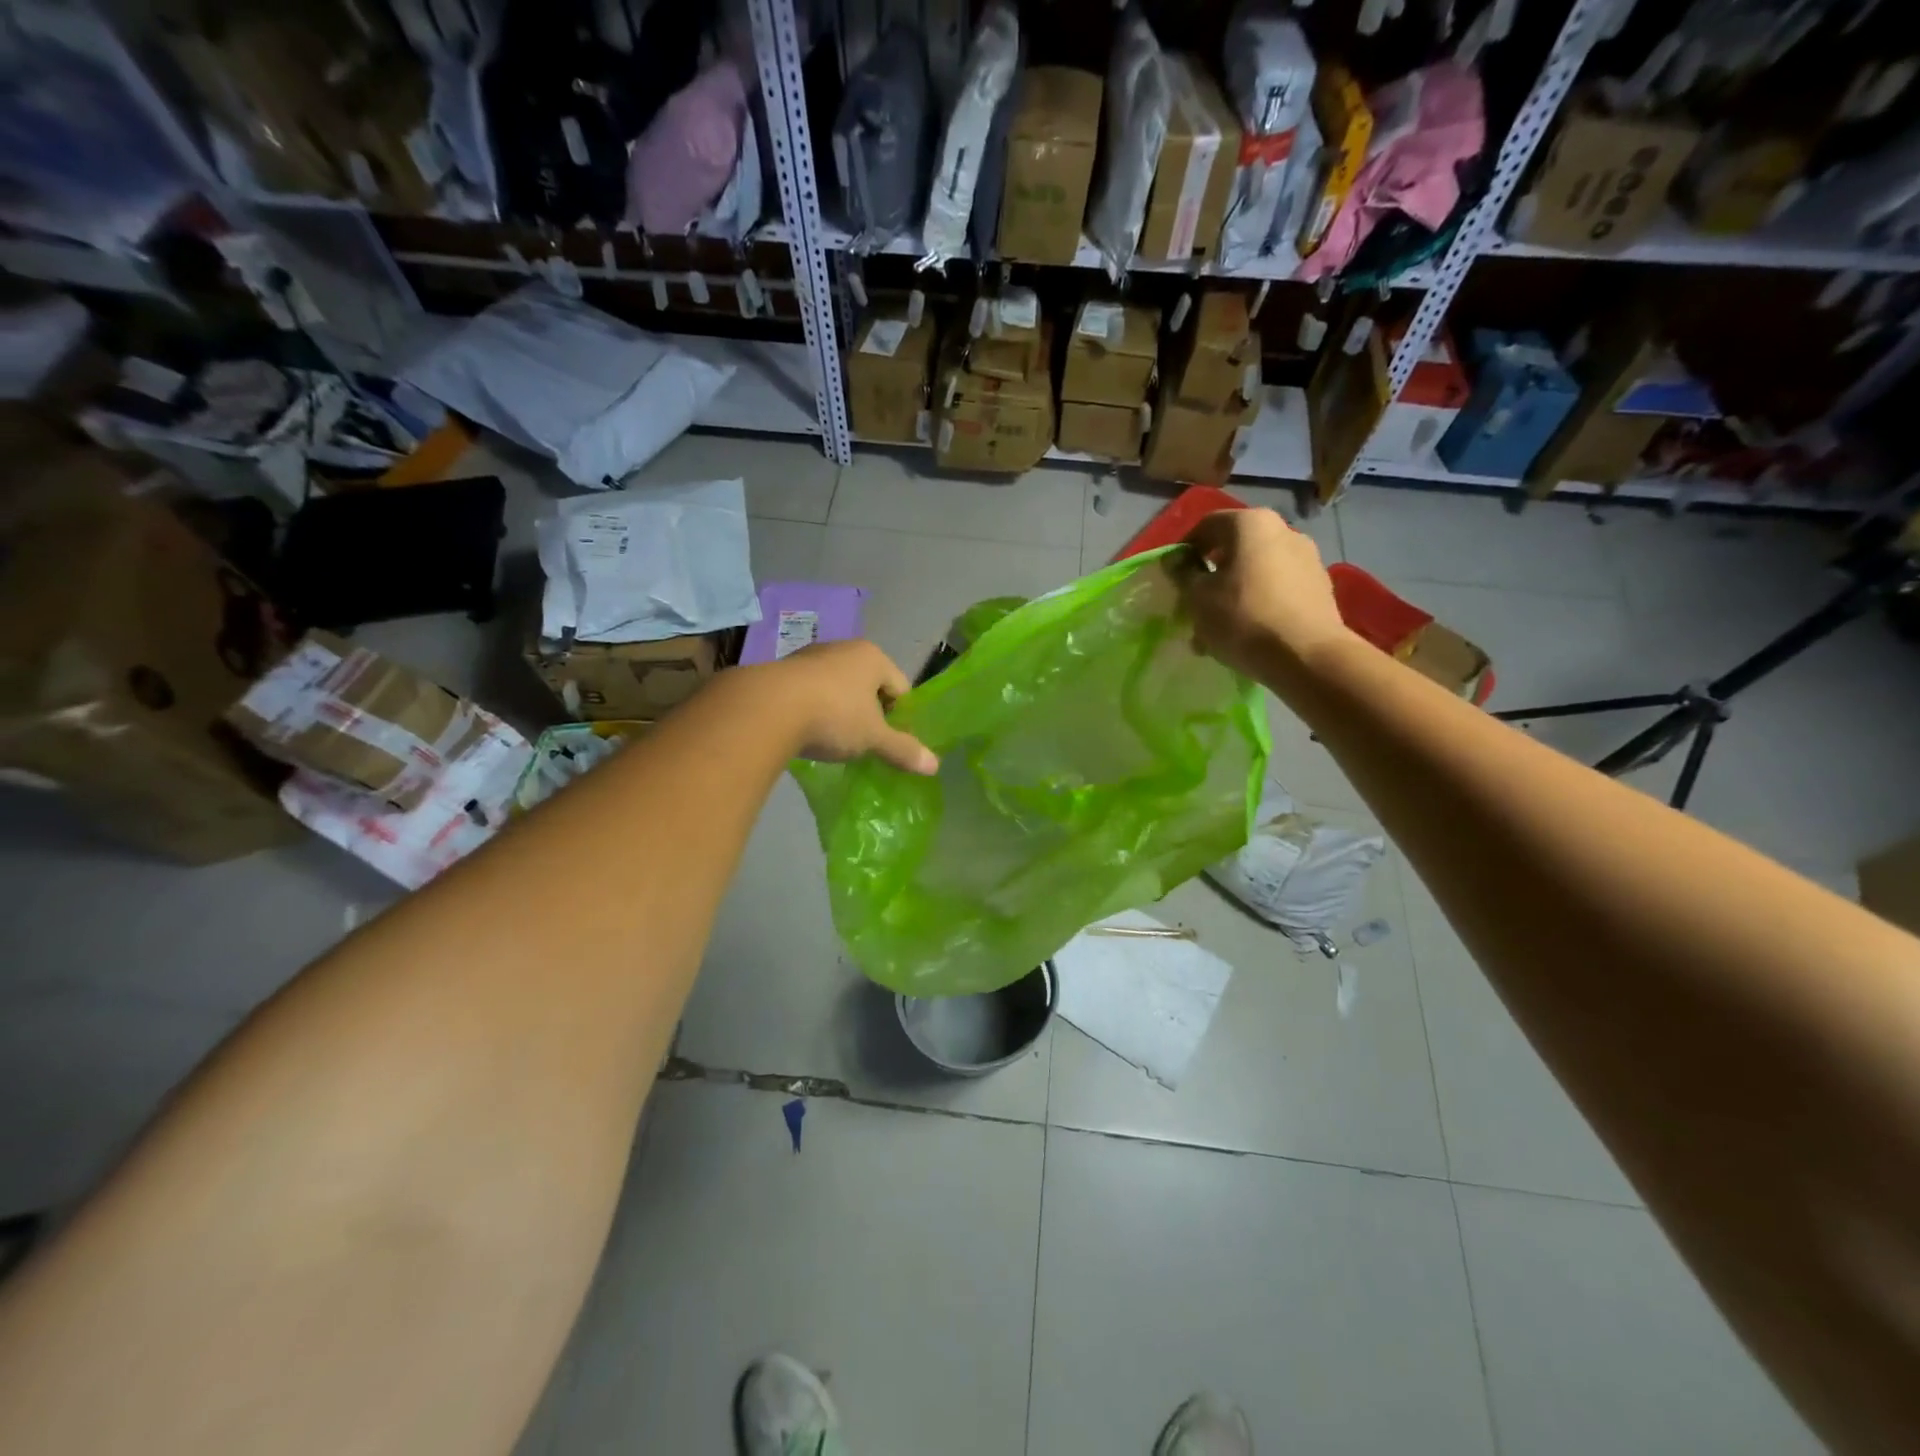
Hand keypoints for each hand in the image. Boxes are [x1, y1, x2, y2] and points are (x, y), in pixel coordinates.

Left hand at [753, 639, 938, 774]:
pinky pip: (809, 694)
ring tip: (833, 741)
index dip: (900, 717)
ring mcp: (808, 657)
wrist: (766, 709)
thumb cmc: (833, 716)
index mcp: (872, 656)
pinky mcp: (781, 672)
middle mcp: (842, 649)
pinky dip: (812, 711)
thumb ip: (903, 749)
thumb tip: (935, 767)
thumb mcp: (873, 738)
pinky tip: (806, 733)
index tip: (890, 742)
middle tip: (864, 744)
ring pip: (836, 689)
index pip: (900, 687)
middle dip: (868, 714)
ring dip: (839, 712)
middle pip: (868, 686)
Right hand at [1179, 508, 1350, 677]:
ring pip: (1256, 572)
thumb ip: (1183, 575)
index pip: (1207, 525)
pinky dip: (1257, 604)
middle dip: (1211, 576)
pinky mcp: (1320, 587)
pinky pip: (1277, 590)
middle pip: (1234, 550)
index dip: (1185, 550)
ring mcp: (1307, 558)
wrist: (1307, 656)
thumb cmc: (1243, 618)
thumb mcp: (1198, 598)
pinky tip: (1246, 634)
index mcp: (1251, 524)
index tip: (1173, 577)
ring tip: (1218, 628)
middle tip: (1195, 605)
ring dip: (1233, 594)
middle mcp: (1284, 531)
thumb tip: (1175, 561)